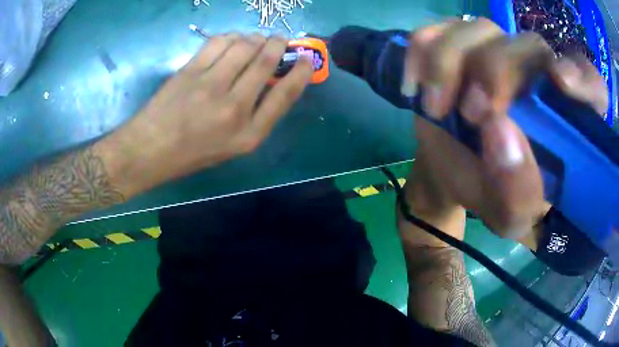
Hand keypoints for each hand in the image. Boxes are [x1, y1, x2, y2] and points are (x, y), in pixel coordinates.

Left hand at [101, 34, 313, 195]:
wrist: (150, 150)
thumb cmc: (192, 153)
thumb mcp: (232, 146)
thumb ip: (256, 115)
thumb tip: (270, 80)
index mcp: (249, 134)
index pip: (285, 95)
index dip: (301, 72)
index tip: (306, 58)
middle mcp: (234, 108)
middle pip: (266, 62)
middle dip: (278, 44)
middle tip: (279, 39)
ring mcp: (210, 86)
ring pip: (245, 46)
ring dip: (256, 37)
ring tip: (256, 40)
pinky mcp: (191, 71)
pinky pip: (219, 42)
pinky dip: (231, 37)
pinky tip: (231, 42)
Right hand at [402, 19, 607, 237]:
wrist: (455, 175)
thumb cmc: (492, 195)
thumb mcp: (510, 216)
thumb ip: (518, 192)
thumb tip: (500, 131)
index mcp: (566, 121)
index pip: (592, 86)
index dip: (583, 79)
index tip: (560, 83)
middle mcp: (538, 76)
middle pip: (530, 45)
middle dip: (497, 72)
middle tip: (472, 114)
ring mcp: (496, 52)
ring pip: (479, 29)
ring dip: (450, 63)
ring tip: (436, 107)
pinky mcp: (459, 47)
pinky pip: (437, 30)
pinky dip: (420, 53)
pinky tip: (416, 86)